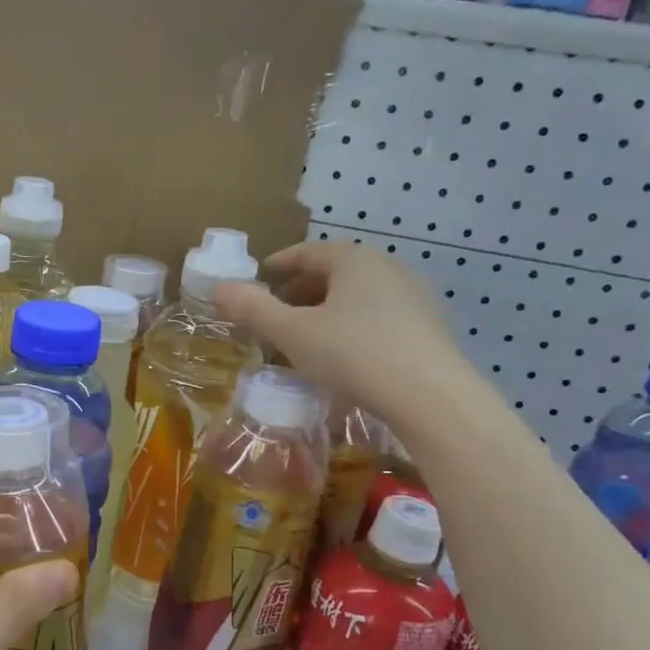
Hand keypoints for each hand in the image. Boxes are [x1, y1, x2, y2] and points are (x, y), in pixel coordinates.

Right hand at [215, 240, 475, 428]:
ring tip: (305, 337)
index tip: (258, 279)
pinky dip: (351, 327)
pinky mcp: (427, 328)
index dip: (278, 264)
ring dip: (326, 311)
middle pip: (334, 273)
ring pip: (357, 296)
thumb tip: (219, 288)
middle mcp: (387, 267)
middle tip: (274, 313)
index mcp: (353, 259)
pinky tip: (342, 355)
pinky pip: (377, 318)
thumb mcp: (292, 333)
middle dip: (300, 291)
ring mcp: (413, 297)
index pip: (307, 252)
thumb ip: (253, 309)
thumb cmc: (353, 353)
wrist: (430, 396)